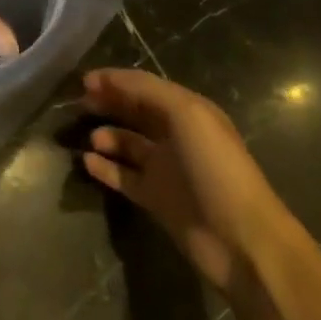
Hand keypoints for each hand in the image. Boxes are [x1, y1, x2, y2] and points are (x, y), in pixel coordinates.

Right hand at [81, 68, 295, 291]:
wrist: (240, 239)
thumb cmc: (215, 167)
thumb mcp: (187, 114)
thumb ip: (146, 91)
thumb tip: (106, 80)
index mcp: (189, 112)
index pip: (146, 87)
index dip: (116, 80)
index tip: (84, 81)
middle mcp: (177, 137)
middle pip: (136, 113)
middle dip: (109, 104)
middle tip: (80, 104)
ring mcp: (166, 169)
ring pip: (128, 145)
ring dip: (107, 136)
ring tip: (92, 139)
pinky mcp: (156, 199)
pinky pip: (123, 177)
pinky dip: (105, 168)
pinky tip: (88, 162)